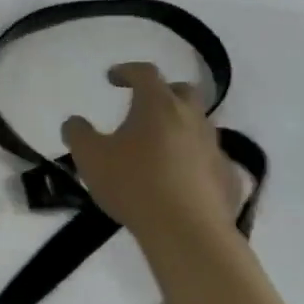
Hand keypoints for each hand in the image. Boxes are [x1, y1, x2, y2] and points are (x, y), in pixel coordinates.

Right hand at [61, 63, 240, 244]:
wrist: (188, 233)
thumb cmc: (134, 185)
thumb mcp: (89, 157)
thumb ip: (77, 133)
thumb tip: (74, 122)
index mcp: (158, 105)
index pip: (145, 72)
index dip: (127, 70)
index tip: (112, 78)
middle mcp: (192, 118)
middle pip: (183, 91)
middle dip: (163, 92)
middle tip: (144, 106)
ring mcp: (215, 148)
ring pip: (200, 125)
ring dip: (181, 127)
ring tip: (160, 146)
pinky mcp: (229, 178)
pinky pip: (211, 159)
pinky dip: (196, 160)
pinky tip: (182, 178)